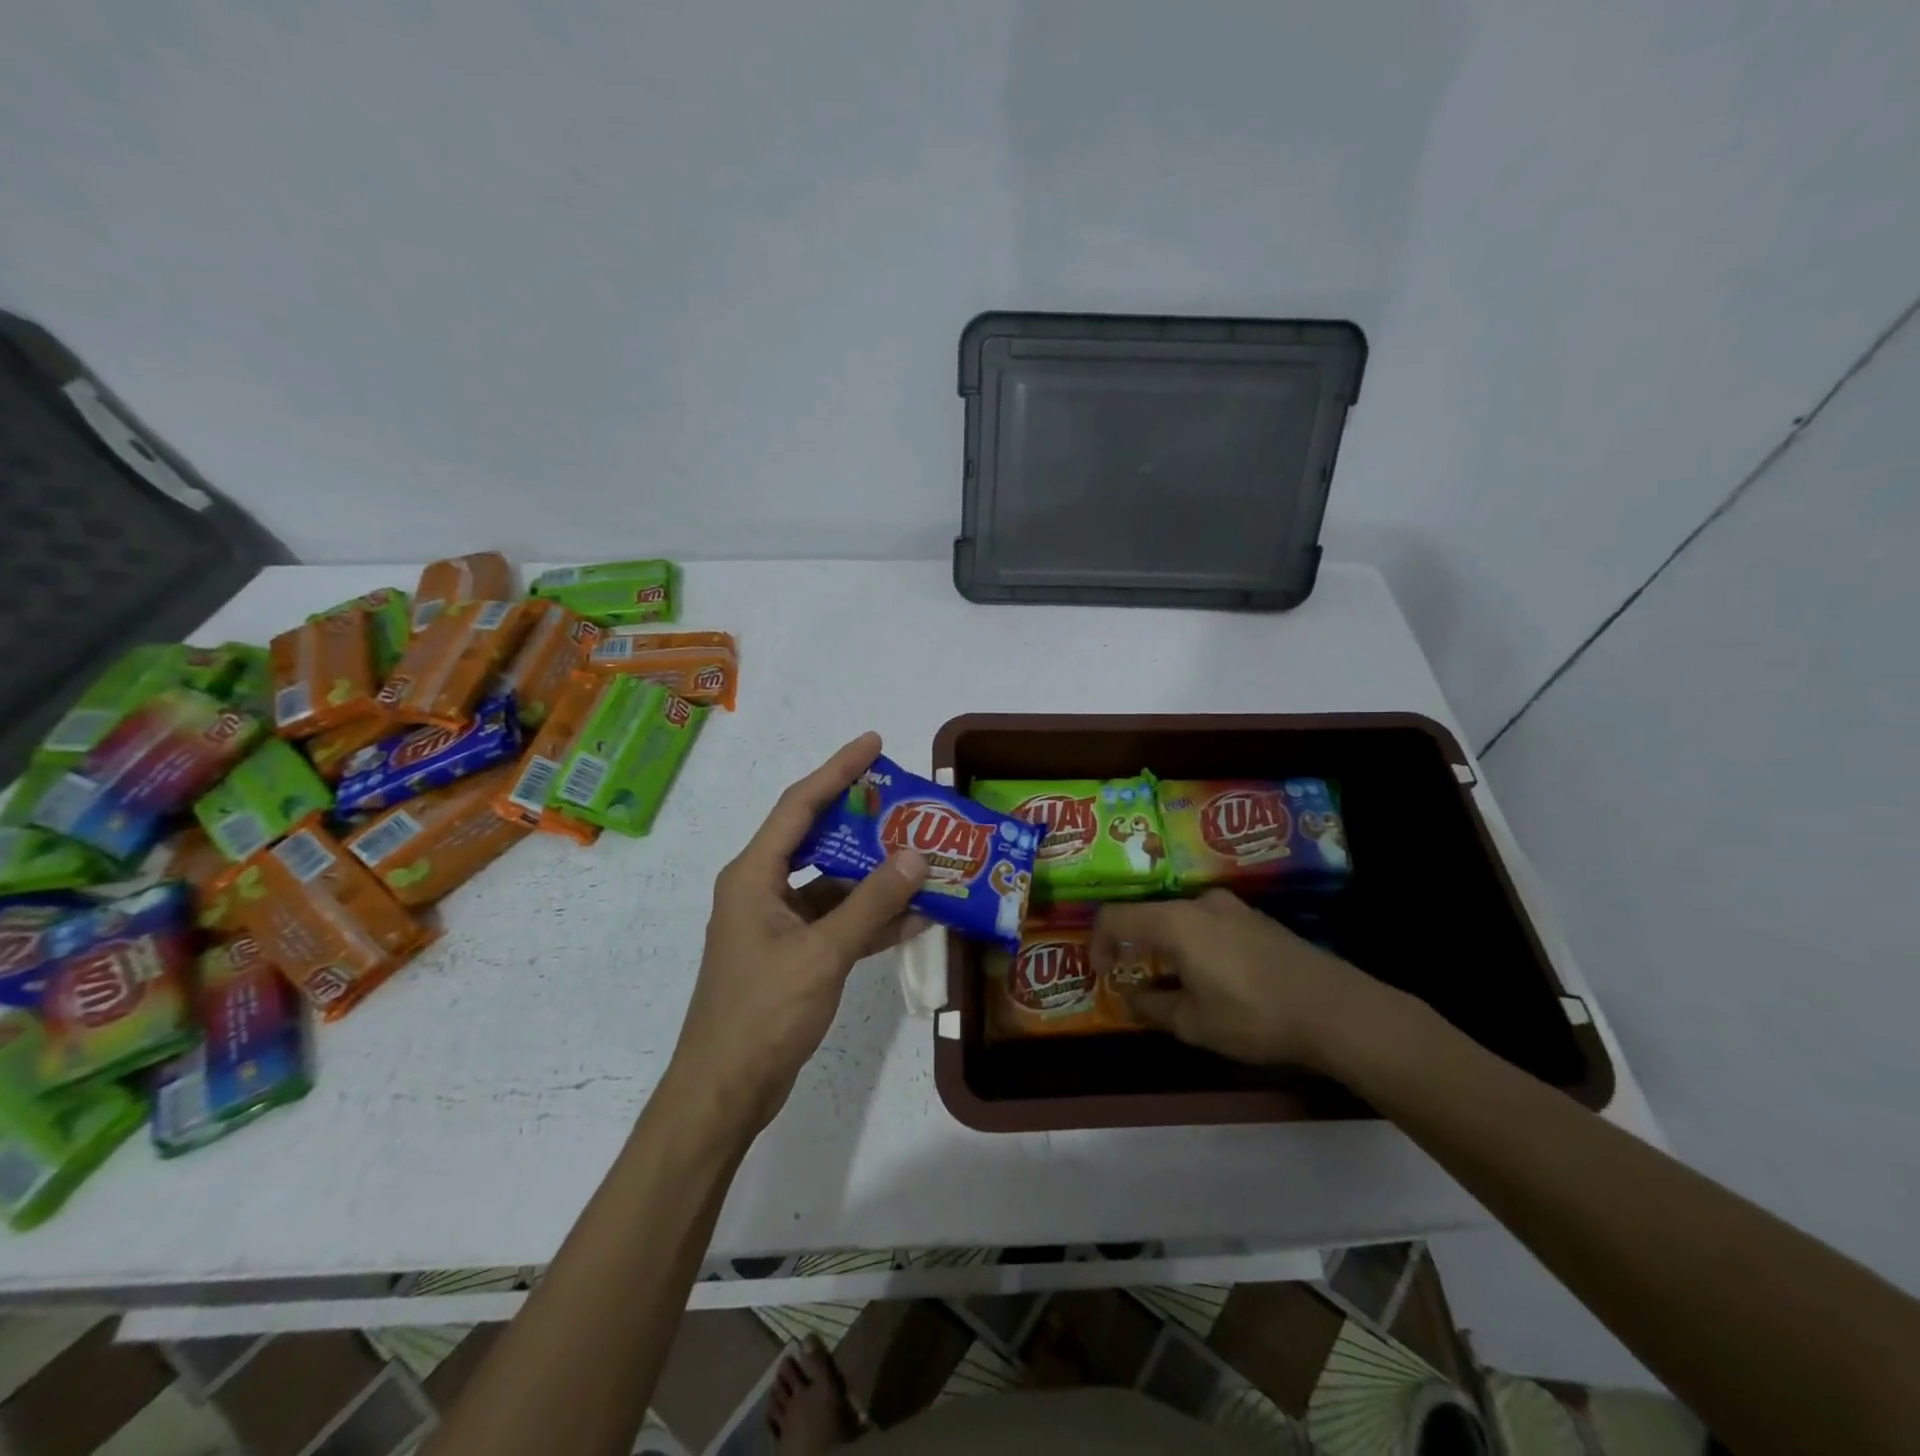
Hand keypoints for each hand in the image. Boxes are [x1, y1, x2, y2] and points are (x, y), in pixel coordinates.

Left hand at [666, 732, 929, 1138]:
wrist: (725, 1091)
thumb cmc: (763, 1013)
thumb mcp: (823, 953)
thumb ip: (871, 902)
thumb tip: (916, 855)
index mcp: (754, 874)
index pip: (799, 805)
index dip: (838, 769)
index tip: (875, 743)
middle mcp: (762, 888)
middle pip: (817, 837)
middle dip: (863, 821)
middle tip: (908, 803)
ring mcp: (777, 923)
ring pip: (832, 882)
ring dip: (875, 874)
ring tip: (925, 857)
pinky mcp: (792, 953)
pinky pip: (836, 920)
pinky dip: (871, 917)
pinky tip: (916, 915)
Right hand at [1091, 890, 1390, 1069]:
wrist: (1335, 1009)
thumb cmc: (1253, 1015)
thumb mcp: (1194, 1023)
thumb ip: (1152, 1006)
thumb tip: (1130, 997)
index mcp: (1175, 922)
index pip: (1116, 917)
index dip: (1098, 942)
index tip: (1102, 973)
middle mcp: (1199, 904)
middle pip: (1149, 916)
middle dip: (1135, 948)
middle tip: (1136, 982)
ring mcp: (1232, 908)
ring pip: (1181, 921)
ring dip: (1167, 949)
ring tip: (1177, 985)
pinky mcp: (1257, 920)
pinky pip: (1209, 926)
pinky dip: (1195, 947)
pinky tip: (1215, 980)